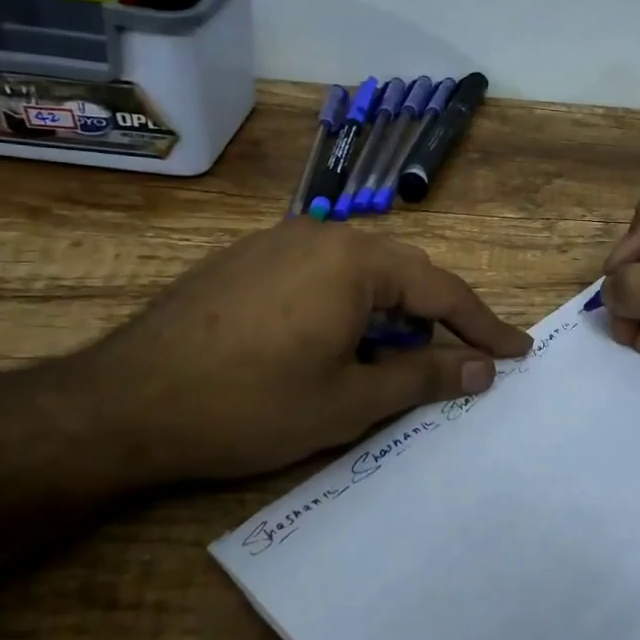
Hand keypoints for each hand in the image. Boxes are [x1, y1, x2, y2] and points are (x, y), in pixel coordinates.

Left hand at [77, 220, 532, 483]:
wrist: (123, 403)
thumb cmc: (250, 405)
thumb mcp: (349, 401)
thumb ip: (425, 377)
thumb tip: (483, 369)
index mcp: (355, 260)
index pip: (442, 290)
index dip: (484, 326)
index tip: (517, 351)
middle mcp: (322, 234)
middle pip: (401, 276)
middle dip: (431, 322)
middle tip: (454, 364)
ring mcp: (278, 242)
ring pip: (358, 275)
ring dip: (385, 318)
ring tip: (383, 366)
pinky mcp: (247, 259)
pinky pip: (319, 276)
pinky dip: (344, 309)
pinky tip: (328, 347)